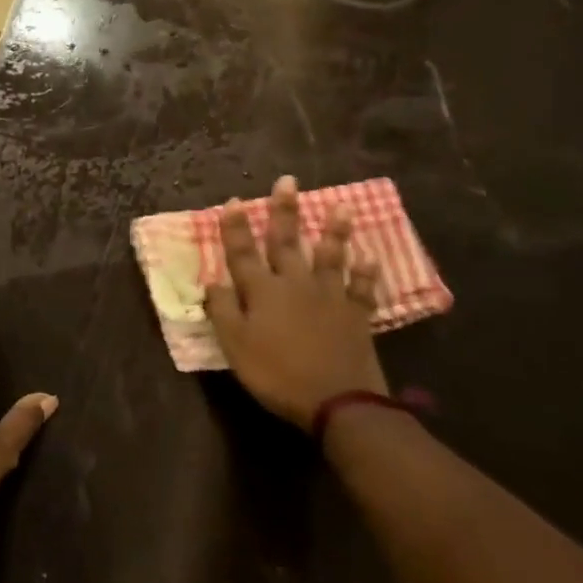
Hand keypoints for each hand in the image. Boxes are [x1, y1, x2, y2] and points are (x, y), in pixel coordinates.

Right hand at [206, 175, 385, 428]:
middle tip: (287, 181)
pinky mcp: (356, 315)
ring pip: (330, 257)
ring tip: (341, 207)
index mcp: (262, 291)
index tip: (234, 201)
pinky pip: (362, 289)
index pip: (243, 252)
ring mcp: (330, 297)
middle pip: (286, 242)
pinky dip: (366, 273)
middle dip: (284, 211)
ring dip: (334, 231)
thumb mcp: (235, 346)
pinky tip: (370, 258)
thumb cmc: (276, 373)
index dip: (236, 227)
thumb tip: (212, 280)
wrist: (337, 401)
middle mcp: (295, 284)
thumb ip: (222, 310)